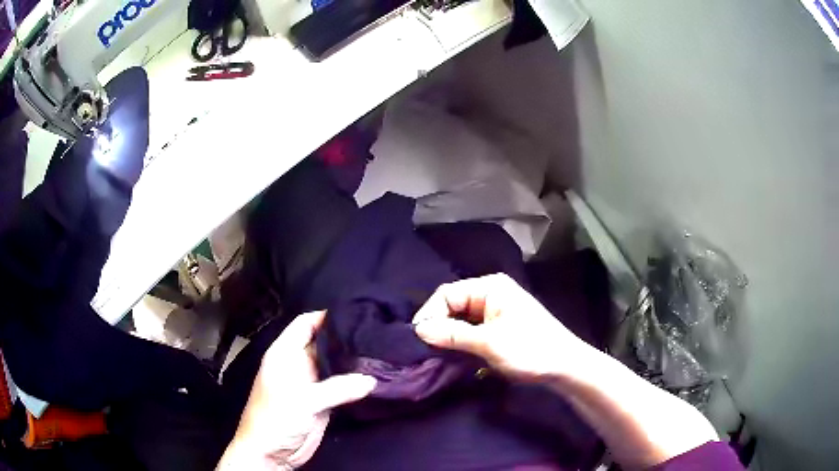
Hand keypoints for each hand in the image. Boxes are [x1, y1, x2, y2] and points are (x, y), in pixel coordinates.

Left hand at [218, 311, 376, 469]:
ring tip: (381, 350)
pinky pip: (341, 386)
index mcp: (285, 353)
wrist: (271, 453)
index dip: (327, 315)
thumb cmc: (275, 420)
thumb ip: (337, 388)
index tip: (356, 311)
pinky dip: (355, 381)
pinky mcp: (322, 401)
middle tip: (376, 331)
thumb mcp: (303, 400)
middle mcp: (299, 363)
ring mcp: (311, 383)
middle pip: (324, 343)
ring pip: (334, 364)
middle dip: (346, 338)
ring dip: (352, 360)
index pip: (306, 323)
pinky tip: (374, 375)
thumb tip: (371, 379)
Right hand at [413, 274, 590, 380]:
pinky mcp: (499, 328)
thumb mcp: (488, 343)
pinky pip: (471, 331)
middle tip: (423, 350)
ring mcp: (496, 311)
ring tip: (435, 355)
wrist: (565, 366)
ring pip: (461, 320)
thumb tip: (418, 329)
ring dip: (449, 337)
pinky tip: (453, 356)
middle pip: (453, 306)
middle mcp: (491, 294)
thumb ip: (452, 334)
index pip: (447, 294)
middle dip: (438, 327)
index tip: (416, 339)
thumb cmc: (529, 349)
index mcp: (490, 287)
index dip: (430, 314)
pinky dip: (461, 342)